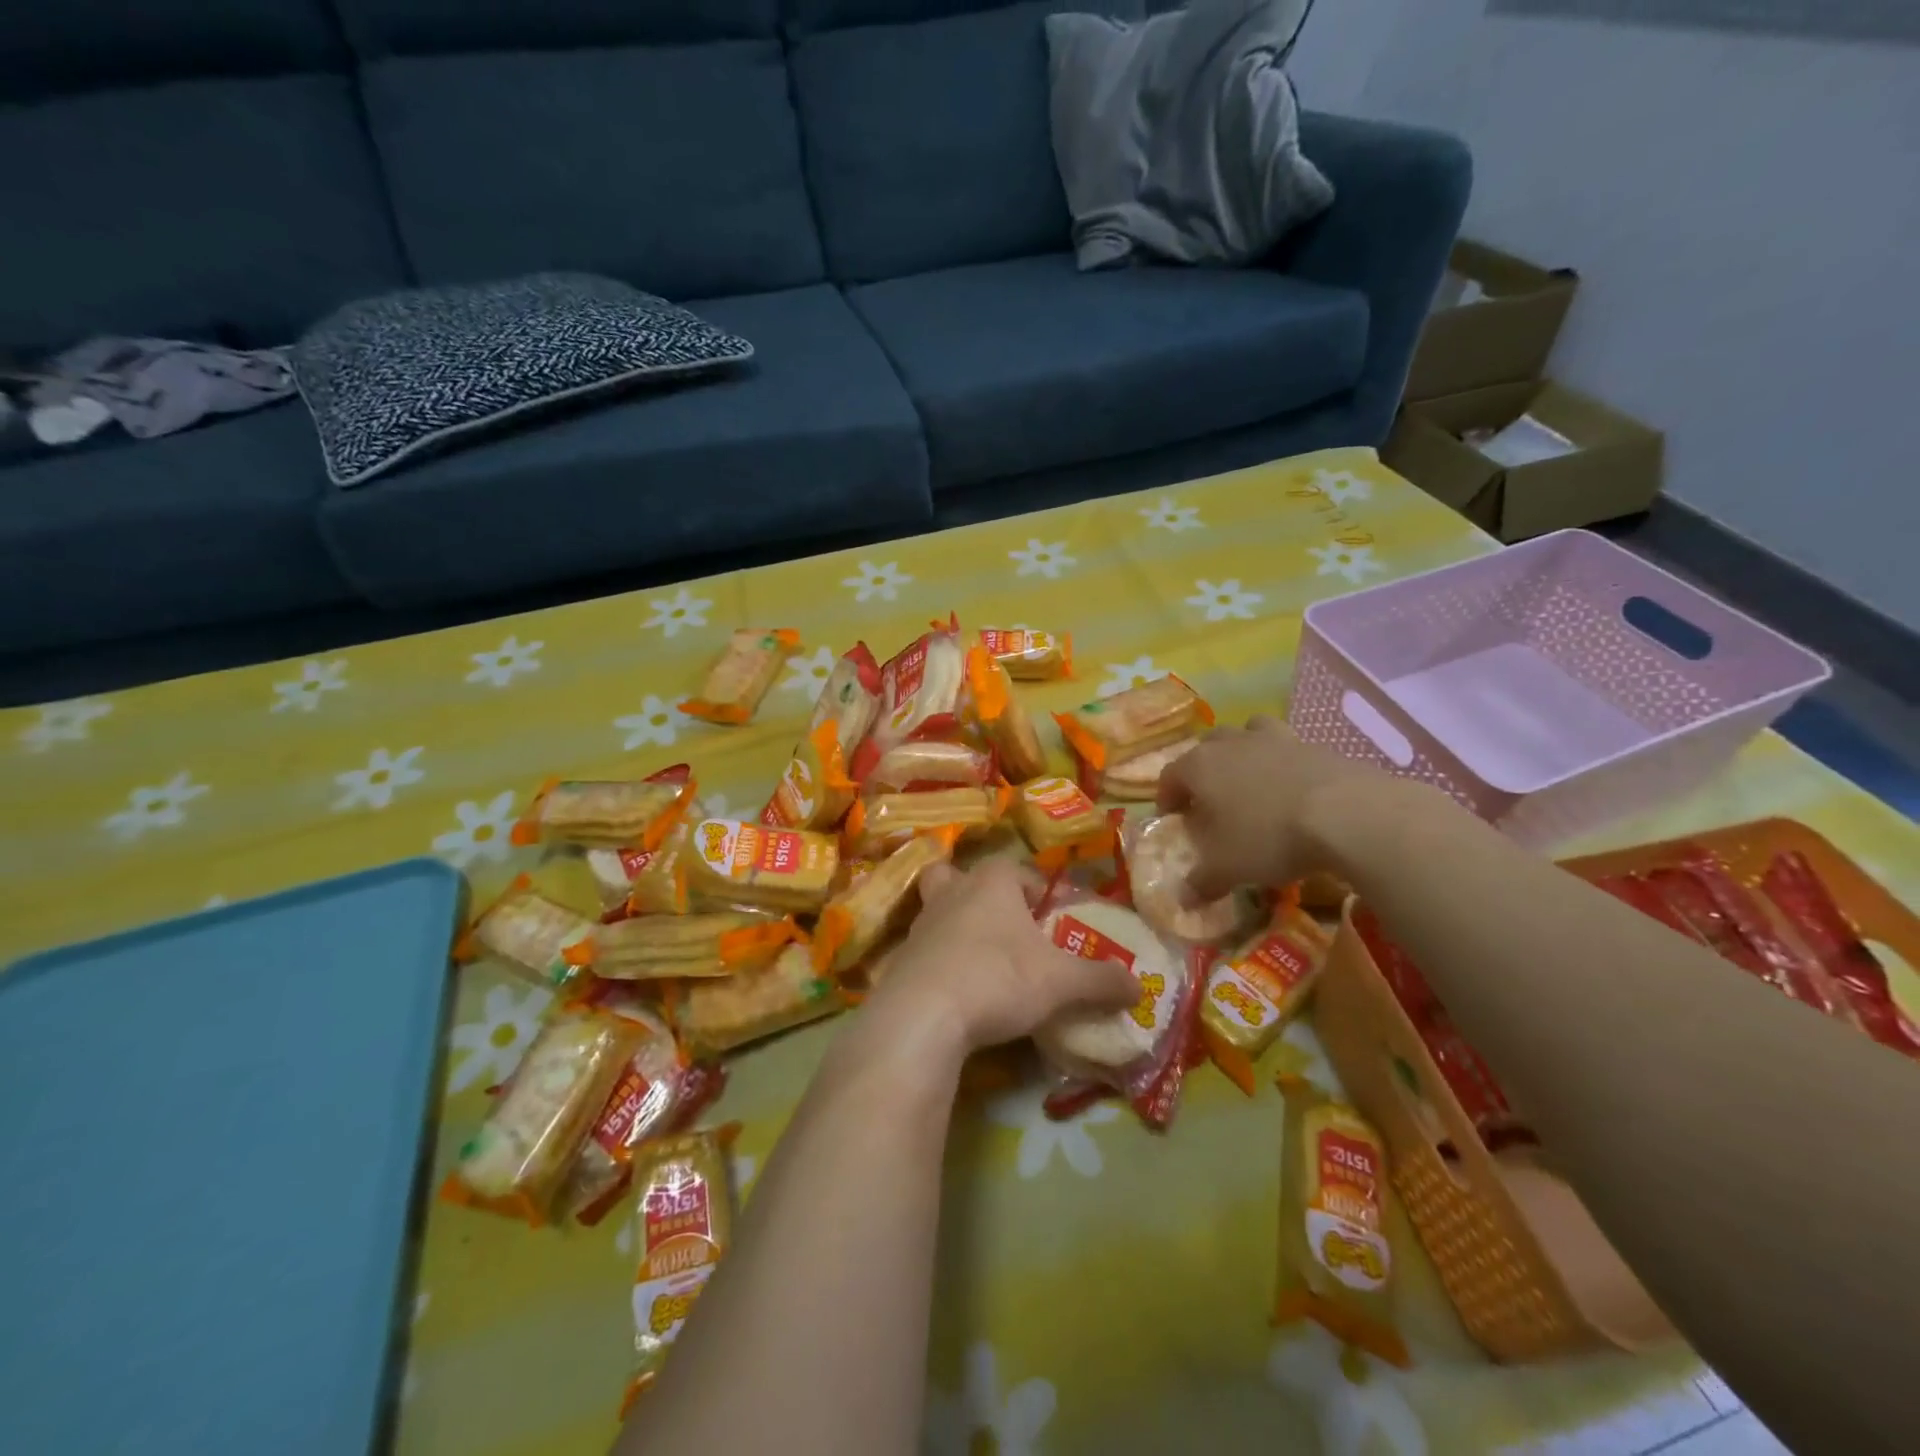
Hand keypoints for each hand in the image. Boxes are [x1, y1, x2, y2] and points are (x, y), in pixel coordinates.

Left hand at [863, 858, 1139, 1057]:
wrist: (923, 1015)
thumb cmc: (999, 978)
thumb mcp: (1061, 983)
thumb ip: (1100, 981)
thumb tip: (1139, 987)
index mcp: (991, 882)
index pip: (1016, 870)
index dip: (1036, 890)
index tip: (1051, 917)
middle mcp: (952, 892)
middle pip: (960, 875)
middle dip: (979, 893)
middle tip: (1002, 924)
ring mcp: (921, 924)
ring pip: (937, 909)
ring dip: (957, 925)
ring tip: (981, 959)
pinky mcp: (901, 958)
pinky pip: (924, 949)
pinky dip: (940, 960)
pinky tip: (957, 989)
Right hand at [1156, 715, 1385, 899]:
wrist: (1347, 813)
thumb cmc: (1269, 837)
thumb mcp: (1228, 868)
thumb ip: (1202, 881)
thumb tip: (1183, 898)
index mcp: (1200, 767)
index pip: (1170, 775)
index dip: (1167, 797)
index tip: (1172, 818)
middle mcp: (1232, 744)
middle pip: (1206, 747)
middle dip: (1203, 770)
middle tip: (1211, 800)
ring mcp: (1274, 739)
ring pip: (1247, 733)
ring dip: (1242, 752)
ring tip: (1250, 780)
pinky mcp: (1313, 745)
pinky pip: (1287, 747)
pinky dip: (1282, 762)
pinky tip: (1293, 789)